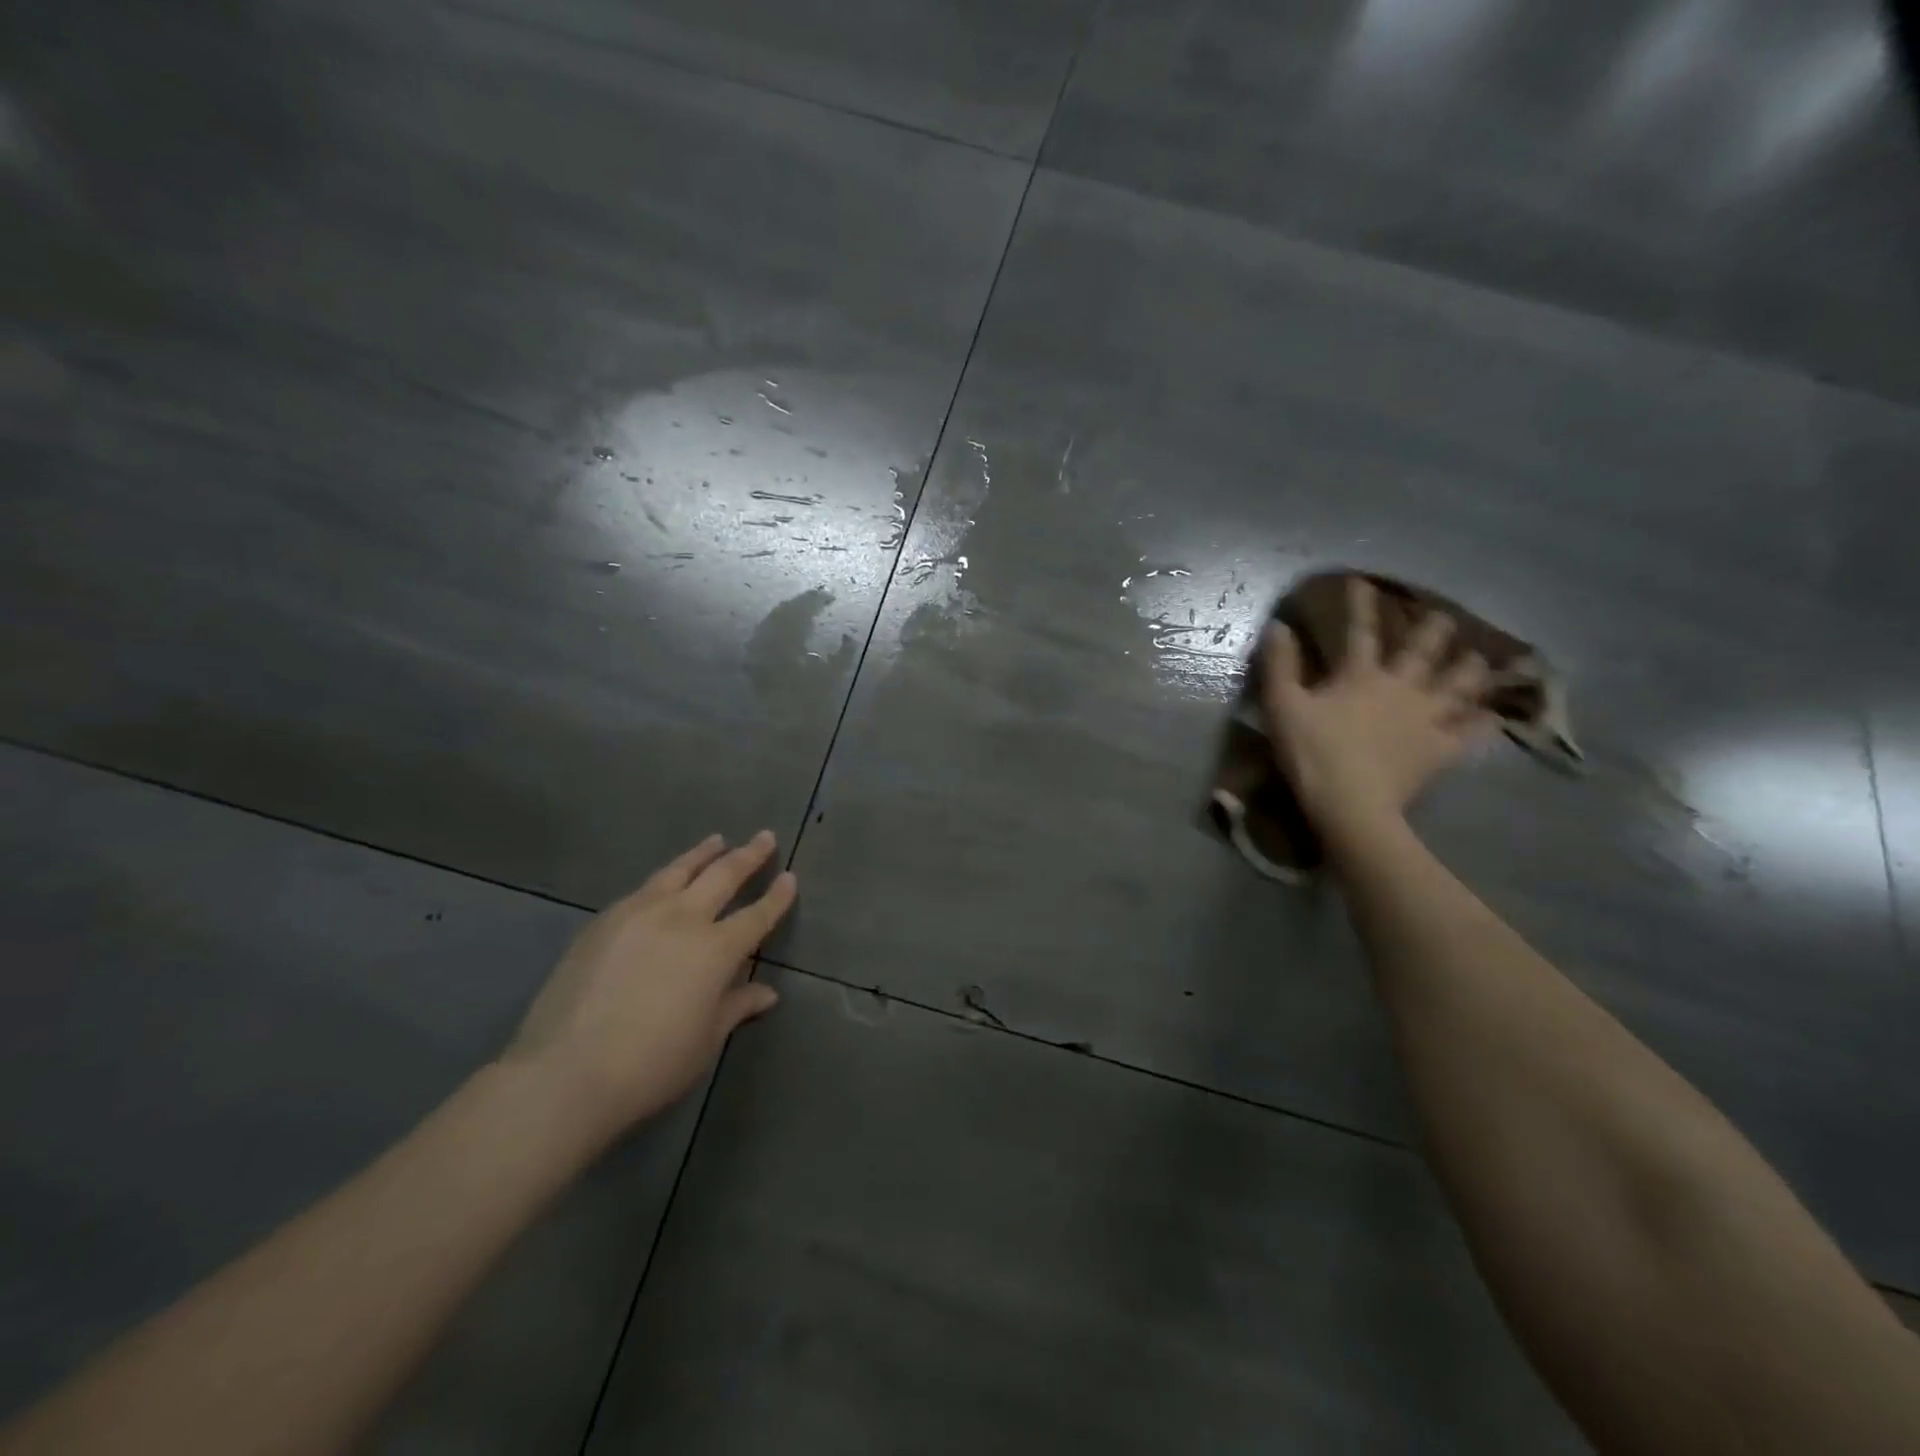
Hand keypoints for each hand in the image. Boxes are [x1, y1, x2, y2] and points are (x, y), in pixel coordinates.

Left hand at [502, 831, 795, 1143]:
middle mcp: (683, 919)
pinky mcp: (604, 922)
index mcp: (716, 950)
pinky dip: (665, 878)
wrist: (565, 1072)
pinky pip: (644, 889)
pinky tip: (664, 882)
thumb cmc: (651, 1065)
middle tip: (764, 837)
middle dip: (748, 856)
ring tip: (716, 840)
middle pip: (723, 876)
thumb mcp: (705, 1041)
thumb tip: (767, 993)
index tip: (790, 877)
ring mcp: (639, 914)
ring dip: (703, 854)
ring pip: (679, 871)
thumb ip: (736, 1007)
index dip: (777, 897)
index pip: (757, 915)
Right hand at [1262, 576, 1494, 835]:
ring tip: (1476, 659)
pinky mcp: (1441, 748)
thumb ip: (1280, 666)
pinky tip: (1493, 715)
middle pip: (1425, 649)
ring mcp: (1428, 718)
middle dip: (1434, 628)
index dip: (1359, 604)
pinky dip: (1484, 721)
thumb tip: (1279, 626)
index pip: (1360, 631)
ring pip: (1459, 683)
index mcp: (1361, 676)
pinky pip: (1473, 731)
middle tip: (1443, 615)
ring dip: (1469, 668)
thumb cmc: (1312, 753)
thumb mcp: (1282, 707)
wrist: (1351, 804)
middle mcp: (1401, 687)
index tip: (1361, 580)